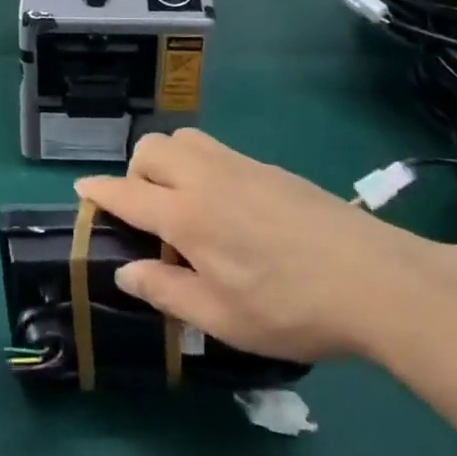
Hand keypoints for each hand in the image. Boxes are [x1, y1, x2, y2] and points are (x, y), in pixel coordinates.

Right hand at [77, 130, 453, 363]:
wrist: (374, 279)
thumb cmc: (290, 306)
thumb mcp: (221, 317)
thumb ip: (166, 291)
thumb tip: (125, 273)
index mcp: (186, 213)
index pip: (126, 192)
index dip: (98, 191)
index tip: (81, 190)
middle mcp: (206, 177)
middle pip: (151, 148)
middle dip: (135, 172)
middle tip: (148, 214)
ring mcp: (241, 166)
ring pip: (184, 139)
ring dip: (169, 161)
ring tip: (185, 205)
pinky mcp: (270, 168)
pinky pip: (217, 151)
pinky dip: (202, 166)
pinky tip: (228, 208)